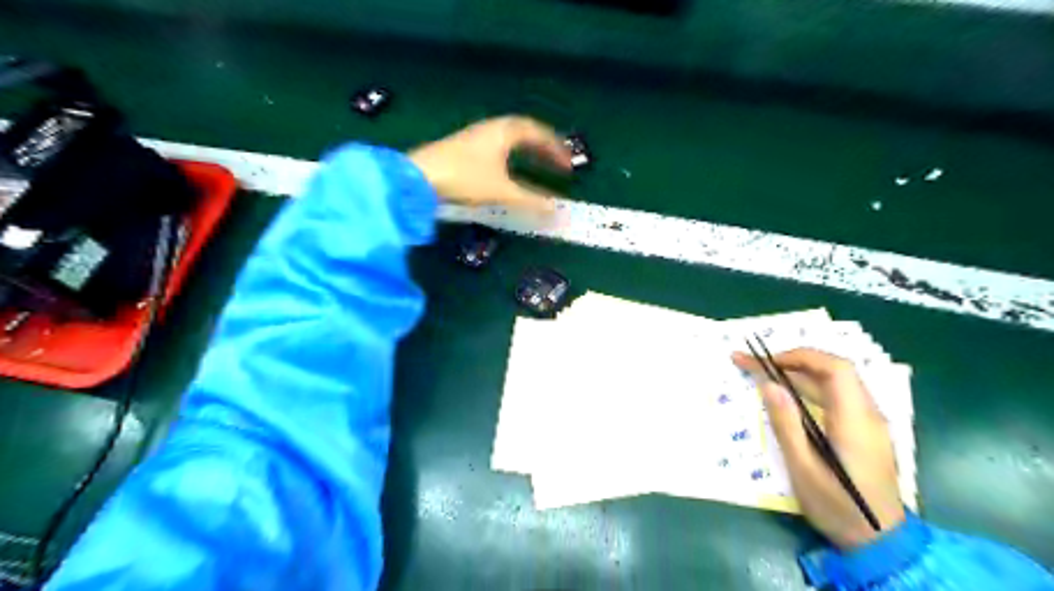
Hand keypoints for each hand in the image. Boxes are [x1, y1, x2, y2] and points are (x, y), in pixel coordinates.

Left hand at [412, 116, 574, 214]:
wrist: (416, 178)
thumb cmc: (463, 178)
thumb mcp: (502, 192)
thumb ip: (531, 202)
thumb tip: (557, 213)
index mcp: (503, 132)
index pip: (537, 133)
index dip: (556, 149)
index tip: (569, 165)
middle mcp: (489, 130)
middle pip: (523, 134)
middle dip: (542, 149)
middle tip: (557, 165)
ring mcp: (473, 140)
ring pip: (507, 142)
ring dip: (525, 154)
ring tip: (536, 170)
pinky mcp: (460, 152)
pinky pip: (494, 151)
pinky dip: (508, 161)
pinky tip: (507, 176)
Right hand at [736, 351, 906, 548]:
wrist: (881, 543)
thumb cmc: (838, 507)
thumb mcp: (803, 469)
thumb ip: (786, 424)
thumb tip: (769, 385)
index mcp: (855, 421)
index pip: (835, 369)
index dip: (800, 356)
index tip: (767, 362)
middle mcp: (868, 415)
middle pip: (833, 372)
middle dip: (791, 362)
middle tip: (753, 365)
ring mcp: (870, 423)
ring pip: (835, 384)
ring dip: (798, 374)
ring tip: (762, 375)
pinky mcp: (865, 432)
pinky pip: (837, 397)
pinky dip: (809, 388)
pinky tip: (788, 397)